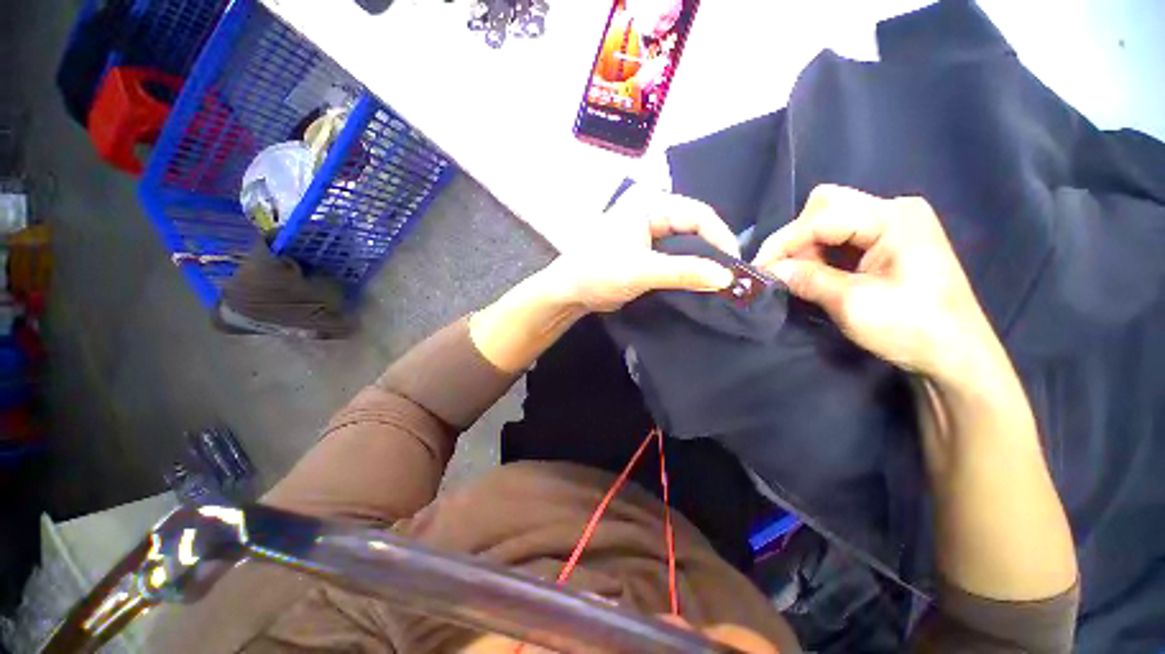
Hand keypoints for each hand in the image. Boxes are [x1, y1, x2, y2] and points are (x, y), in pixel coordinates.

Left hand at [548, 187, 737, 312]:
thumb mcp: (640, 271)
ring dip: (701, 263)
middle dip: (713, 252)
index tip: (735, 267)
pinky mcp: (647, 251)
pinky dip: (688, 270)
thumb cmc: (598, 273)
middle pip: (695, 228)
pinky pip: (676, 257)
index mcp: (649, 204)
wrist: (570, 293)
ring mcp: (650, 233)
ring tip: (718, 283)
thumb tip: (726, 278)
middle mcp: (652, 212)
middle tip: (730, 277)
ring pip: (687, 244)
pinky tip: (698, 284)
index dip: (720, 238)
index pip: (698, 214)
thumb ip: (683, 272)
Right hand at [752, 184, 993, 379]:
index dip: (783, 241)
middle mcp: (893, 210)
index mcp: (893, 218)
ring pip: (830, 219)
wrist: (955, 355)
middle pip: (826, 206)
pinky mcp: (889, 240)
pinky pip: (841, 236)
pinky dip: (820, 253)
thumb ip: (807, 279)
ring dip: (806, 247)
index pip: (822, 217)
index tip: (757, 268)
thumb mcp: (852, 304)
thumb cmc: (912, 328)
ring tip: (798, 277)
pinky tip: (816, 274)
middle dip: (796, 238)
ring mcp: (893, 224)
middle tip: (782, 270)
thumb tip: (767, 269)